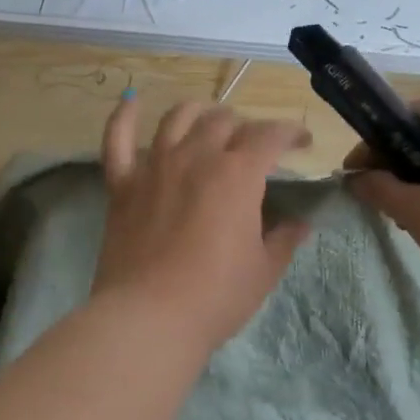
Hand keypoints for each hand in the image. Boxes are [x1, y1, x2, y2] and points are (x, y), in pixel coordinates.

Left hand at [93, 97, 314, 352]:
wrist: (148, 318)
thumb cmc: (215, 296)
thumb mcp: (263, 270)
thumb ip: (284, 240)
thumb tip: (301, 224)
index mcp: (237, 174)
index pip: (270, 135)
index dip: (290, 132)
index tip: (302, 142)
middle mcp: (196, 157)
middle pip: (224, 121)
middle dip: (246, 126)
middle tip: (255, 146)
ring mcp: (154, 167)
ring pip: (177, 118)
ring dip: (199, 113)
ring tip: (209, 121)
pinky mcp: (122, 185)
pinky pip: (117, 140)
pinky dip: (124, 117)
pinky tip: (131, 101)